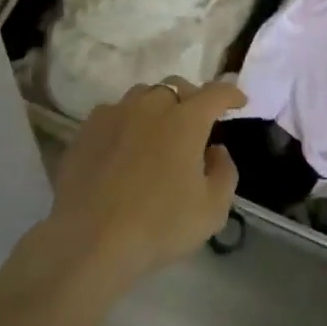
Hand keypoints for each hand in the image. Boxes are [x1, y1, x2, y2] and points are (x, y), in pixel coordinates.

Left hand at [34, 77, 241, 298]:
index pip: (215, 93)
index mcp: (185, 120)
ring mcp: (115, 113)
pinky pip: (114, 112)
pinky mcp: (87, 128)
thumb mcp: (212, 210)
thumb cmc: (159, 225)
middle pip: (176, 87)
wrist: (91, 238)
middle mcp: (150, 106)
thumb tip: (216, 150)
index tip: (239, 101)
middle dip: (192, 97)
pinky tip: (125, 144)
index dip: (231, 94)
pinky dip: (127, 121)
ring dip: (158, 106)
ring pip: (142, 95)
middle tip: (197, 120)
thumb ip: (224, 172)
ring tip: (159, 130)